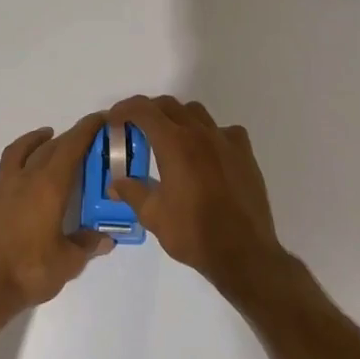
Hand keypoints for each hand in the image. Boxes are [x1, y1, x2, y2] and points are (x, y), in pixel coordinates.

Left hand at [0, 113, 114, 314]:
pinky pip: (2, 173)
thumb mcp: (68, 262)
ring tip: (46, 139)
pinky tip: (19, 180)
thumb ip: (87, 245)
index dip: (86, 129)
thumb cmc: (29, 272)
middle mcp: (23, 178)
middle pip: (47, 147)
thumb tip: (106, 238)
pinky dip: (15, 166)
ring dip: (35, 141)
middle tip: (81, 137)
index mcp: (48, 186)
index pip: (71, 147)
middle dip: (67, 137)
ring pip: (18, 151)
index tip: (100, 118)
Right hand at [107, 96, 292, 302]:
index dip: (125, 109)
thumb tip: (115, 183)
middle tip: (136, 130)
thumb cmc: (193, 233)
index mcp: (174, 143)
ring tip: (169, 140)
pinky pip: (224, 130)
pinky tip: (206, 155)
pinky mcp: (245, 153)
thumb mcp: (153, 216)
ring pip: (196, 113)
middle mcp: (200, 133)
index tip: (114, 120)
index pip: (144, 110)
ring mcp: (226, 140)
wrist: (243, 252)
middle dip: (148, 112)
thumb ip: (132, 192)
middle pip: (169, 105)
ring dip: (178, 118)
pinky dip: (209, 134)